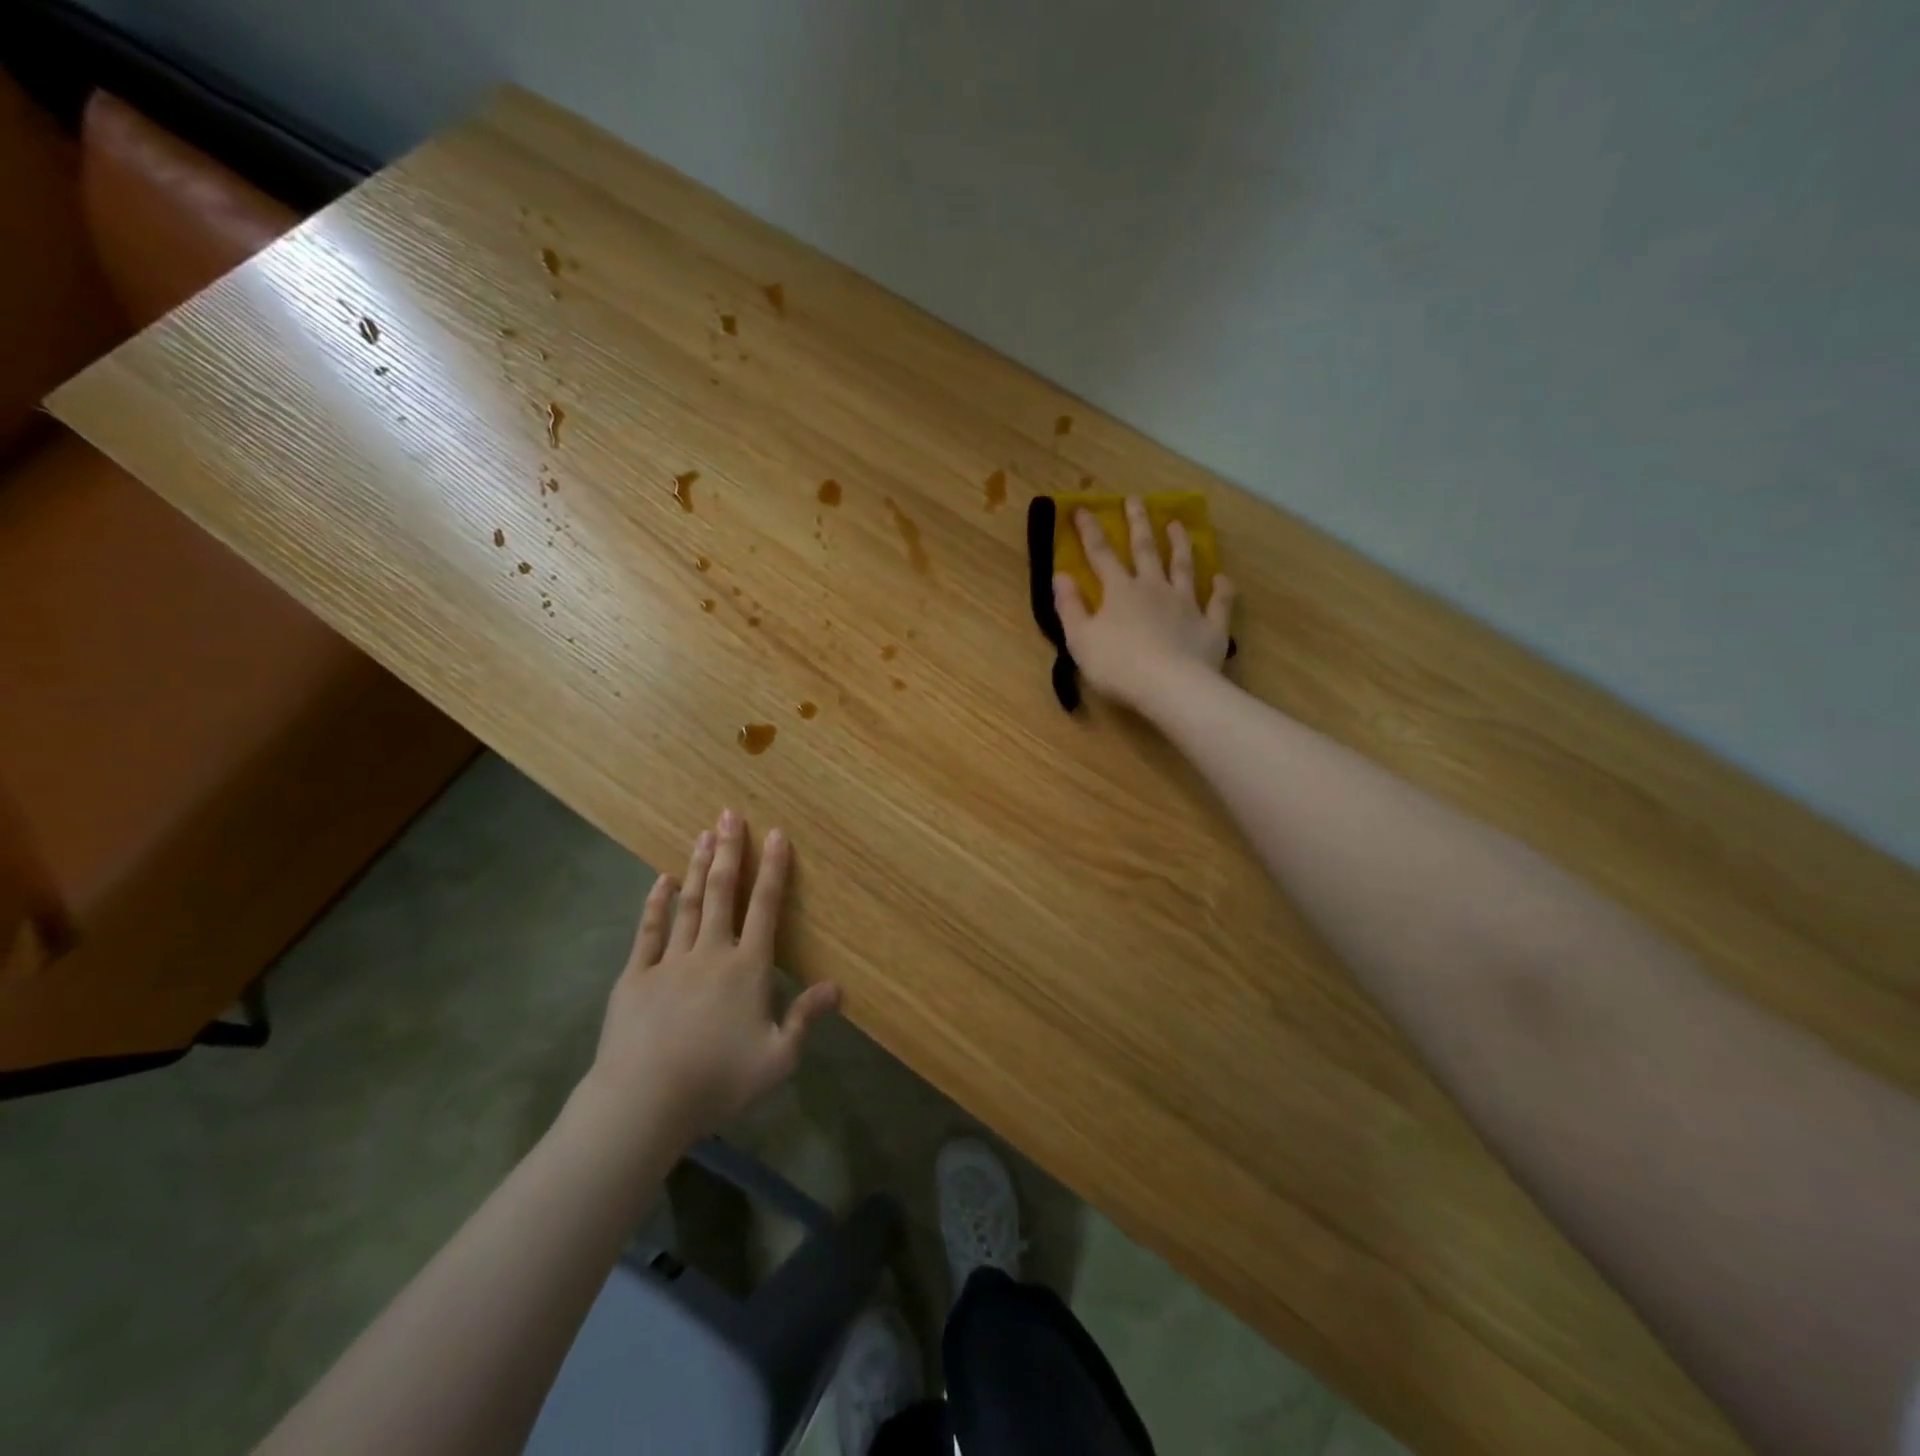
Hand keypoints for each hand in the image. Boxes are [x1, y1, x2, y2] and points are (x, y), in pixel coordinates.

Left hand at [579, 810, 839, 1144]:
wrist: (643, 1102)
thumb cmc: (717, 1081)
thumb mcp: (777, 1059)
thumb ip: (806, 1019)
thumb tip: (837, 987)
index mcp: (747, 969)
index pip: (765, 908)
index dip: (774, 869)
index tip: (776, 834)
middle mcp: (710, 953)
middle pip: (723, 893)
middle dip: (729, 851)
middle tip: (730, 814)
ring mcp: (669, 962)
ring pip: (689, 904)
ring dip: (698, 868)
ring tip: (704, 834)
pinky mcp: (635, 977)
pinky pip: (648, 932)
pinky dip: (656, 904)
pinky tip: (662, 881)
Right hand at [1053, 497, 1234, 709]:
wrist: (1170, 687)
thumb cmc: (1118, 666)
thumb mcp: (1080, 639)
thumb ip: (1070, 607)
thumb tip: (1060, 575)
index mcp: (1120, 591)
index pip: (1100, 554)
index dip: (1089, 531)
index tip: (1081, 509)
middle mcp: (1154, 588)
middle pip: (1146, 550)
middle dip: (1138, 523)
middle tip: (1137, 499)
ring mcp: (1186, 604)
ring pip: (1184, 567)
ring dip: (1181, 545)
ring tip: (1179, 525)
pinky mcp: (1211, 626)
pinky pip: (1219, 603)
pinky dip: (1222, 590)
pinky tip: (1224, 579)